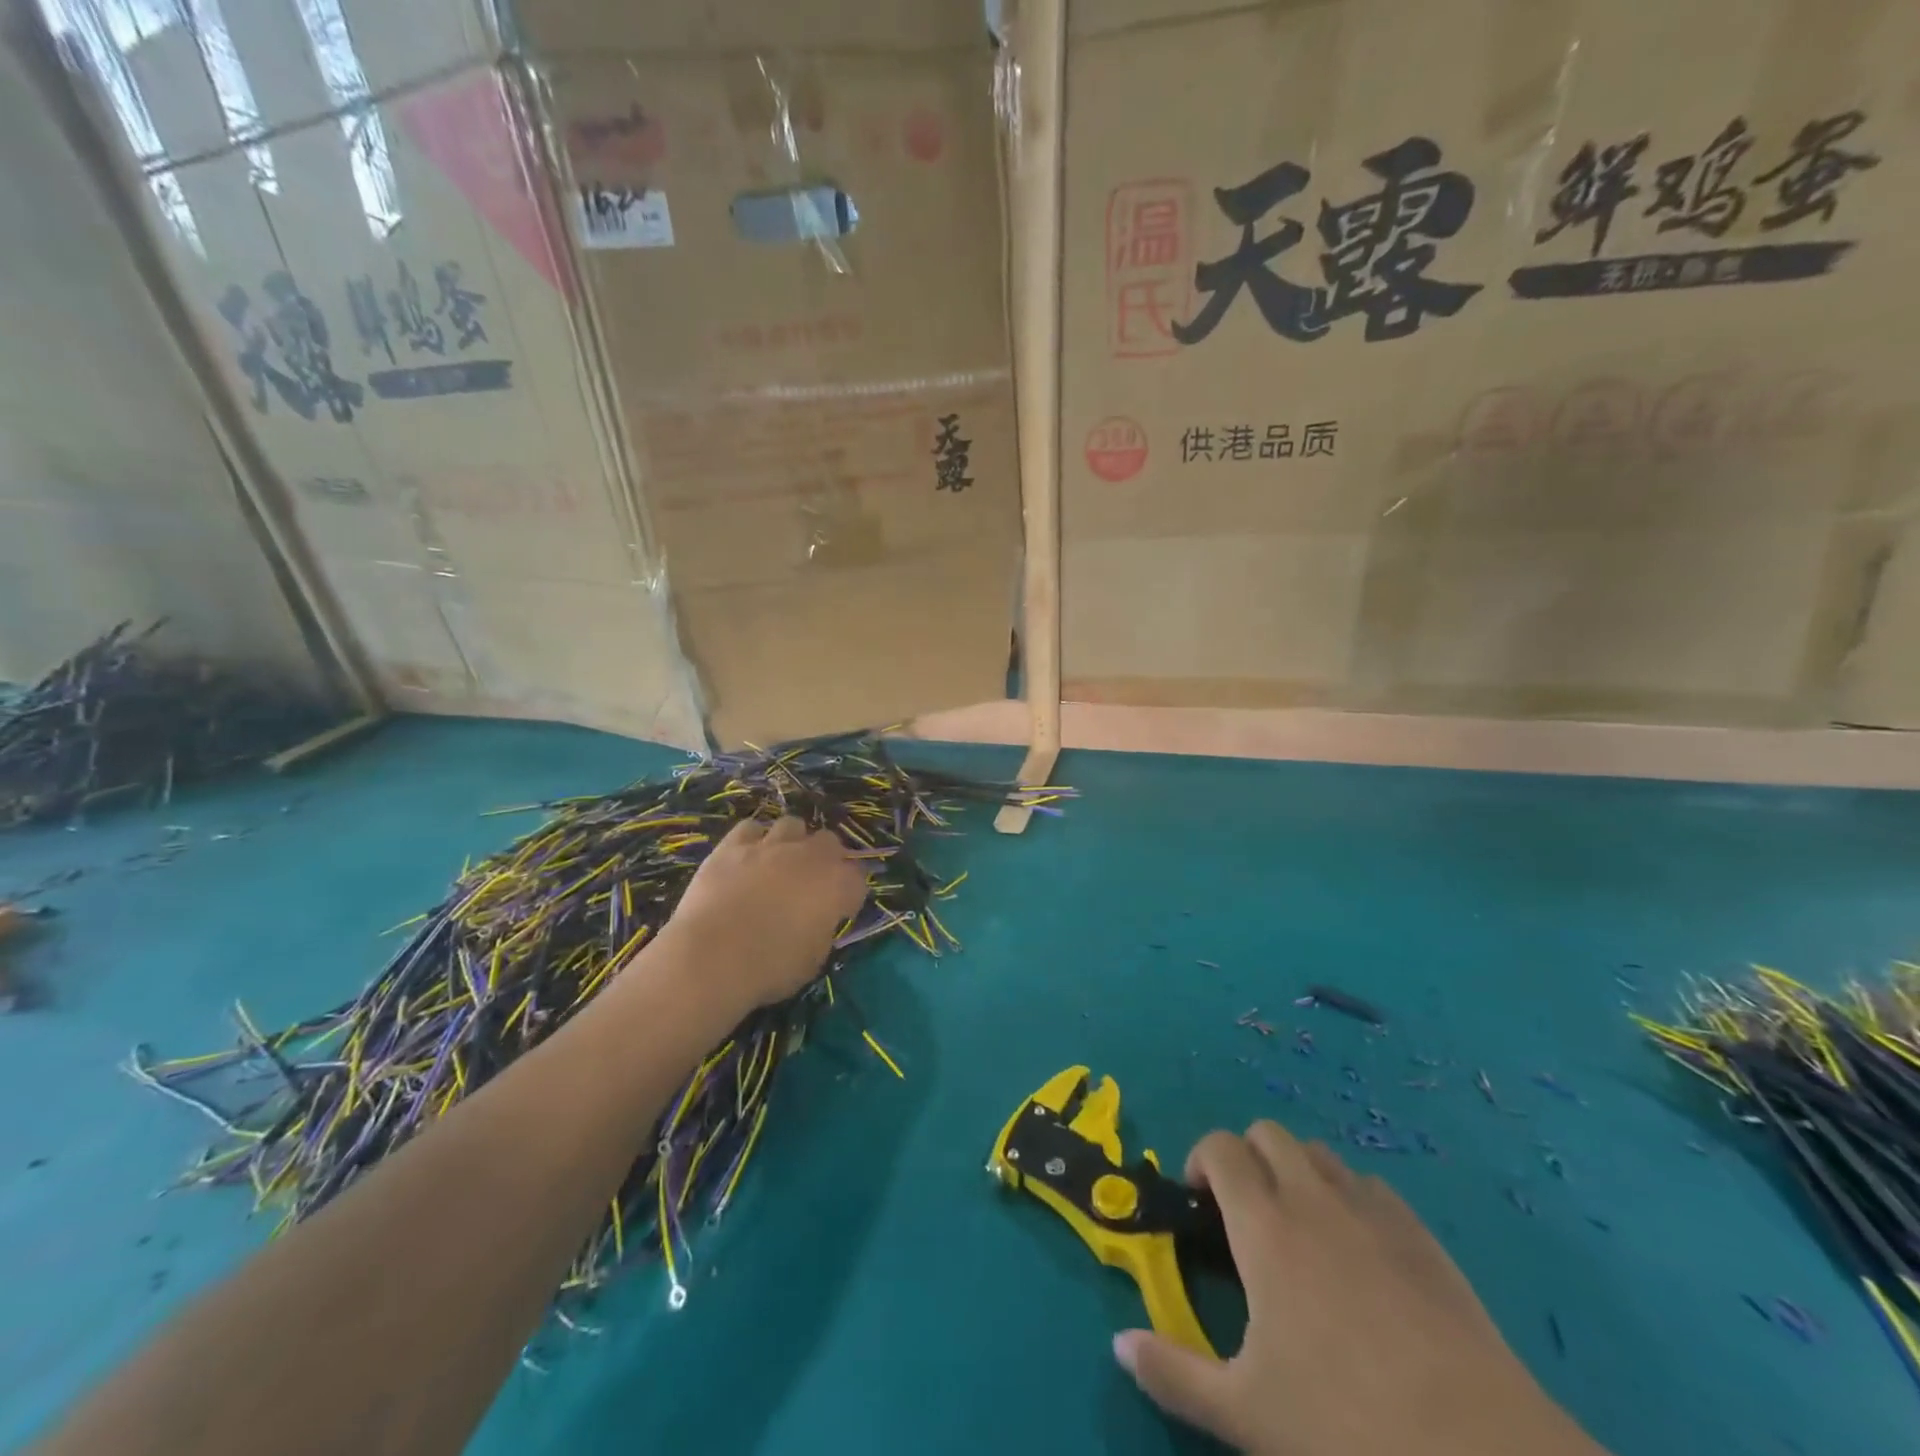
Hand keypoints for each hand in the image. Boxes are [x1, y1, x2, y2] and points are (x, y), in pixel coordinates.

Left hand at [653, 816, 868, 1019]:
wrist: (712, 956)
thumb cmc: (770, 967)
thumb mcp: (813, 959)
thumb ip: (822, 929)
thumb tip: (817, 921)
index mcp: (837, 885)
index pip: (858, 878)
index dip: (849, 894)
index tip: (839, 910)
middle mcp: (810, 856)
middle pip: (830, 842)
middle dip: (826, 859)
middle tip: (811, 884)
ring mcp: (771, 845)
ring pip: (793, 825)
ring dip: (792, 842)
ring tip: (780, 864)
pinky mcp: (733, 844)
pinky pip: (751, 828)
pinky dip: (753, 840)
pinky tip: (747, 858)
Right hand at [1113, 1122, 1607, 1455]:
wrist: (1482, 1454)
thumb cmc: (1348, 1428)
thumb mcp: (1244, 1413)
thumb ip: (1173, 1374)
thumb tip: (1119, 1343)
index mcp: (1266, 1226)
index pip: (1222, 1147)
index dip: (1201, 1160)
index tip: (1199, 1203)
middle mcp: (1314, 1199)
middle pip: (1269, 1134)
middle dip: (1246, 1158)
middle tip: (1245, 1217)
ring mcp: (1374, 1212)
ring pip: (1320, 1153)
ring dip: (1297, 1173)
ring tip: (1300, 1232)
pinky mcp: (1424, 1237)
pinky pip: (1372, 1187)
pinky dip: (1351, 1199)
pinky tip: (1361, 1255)